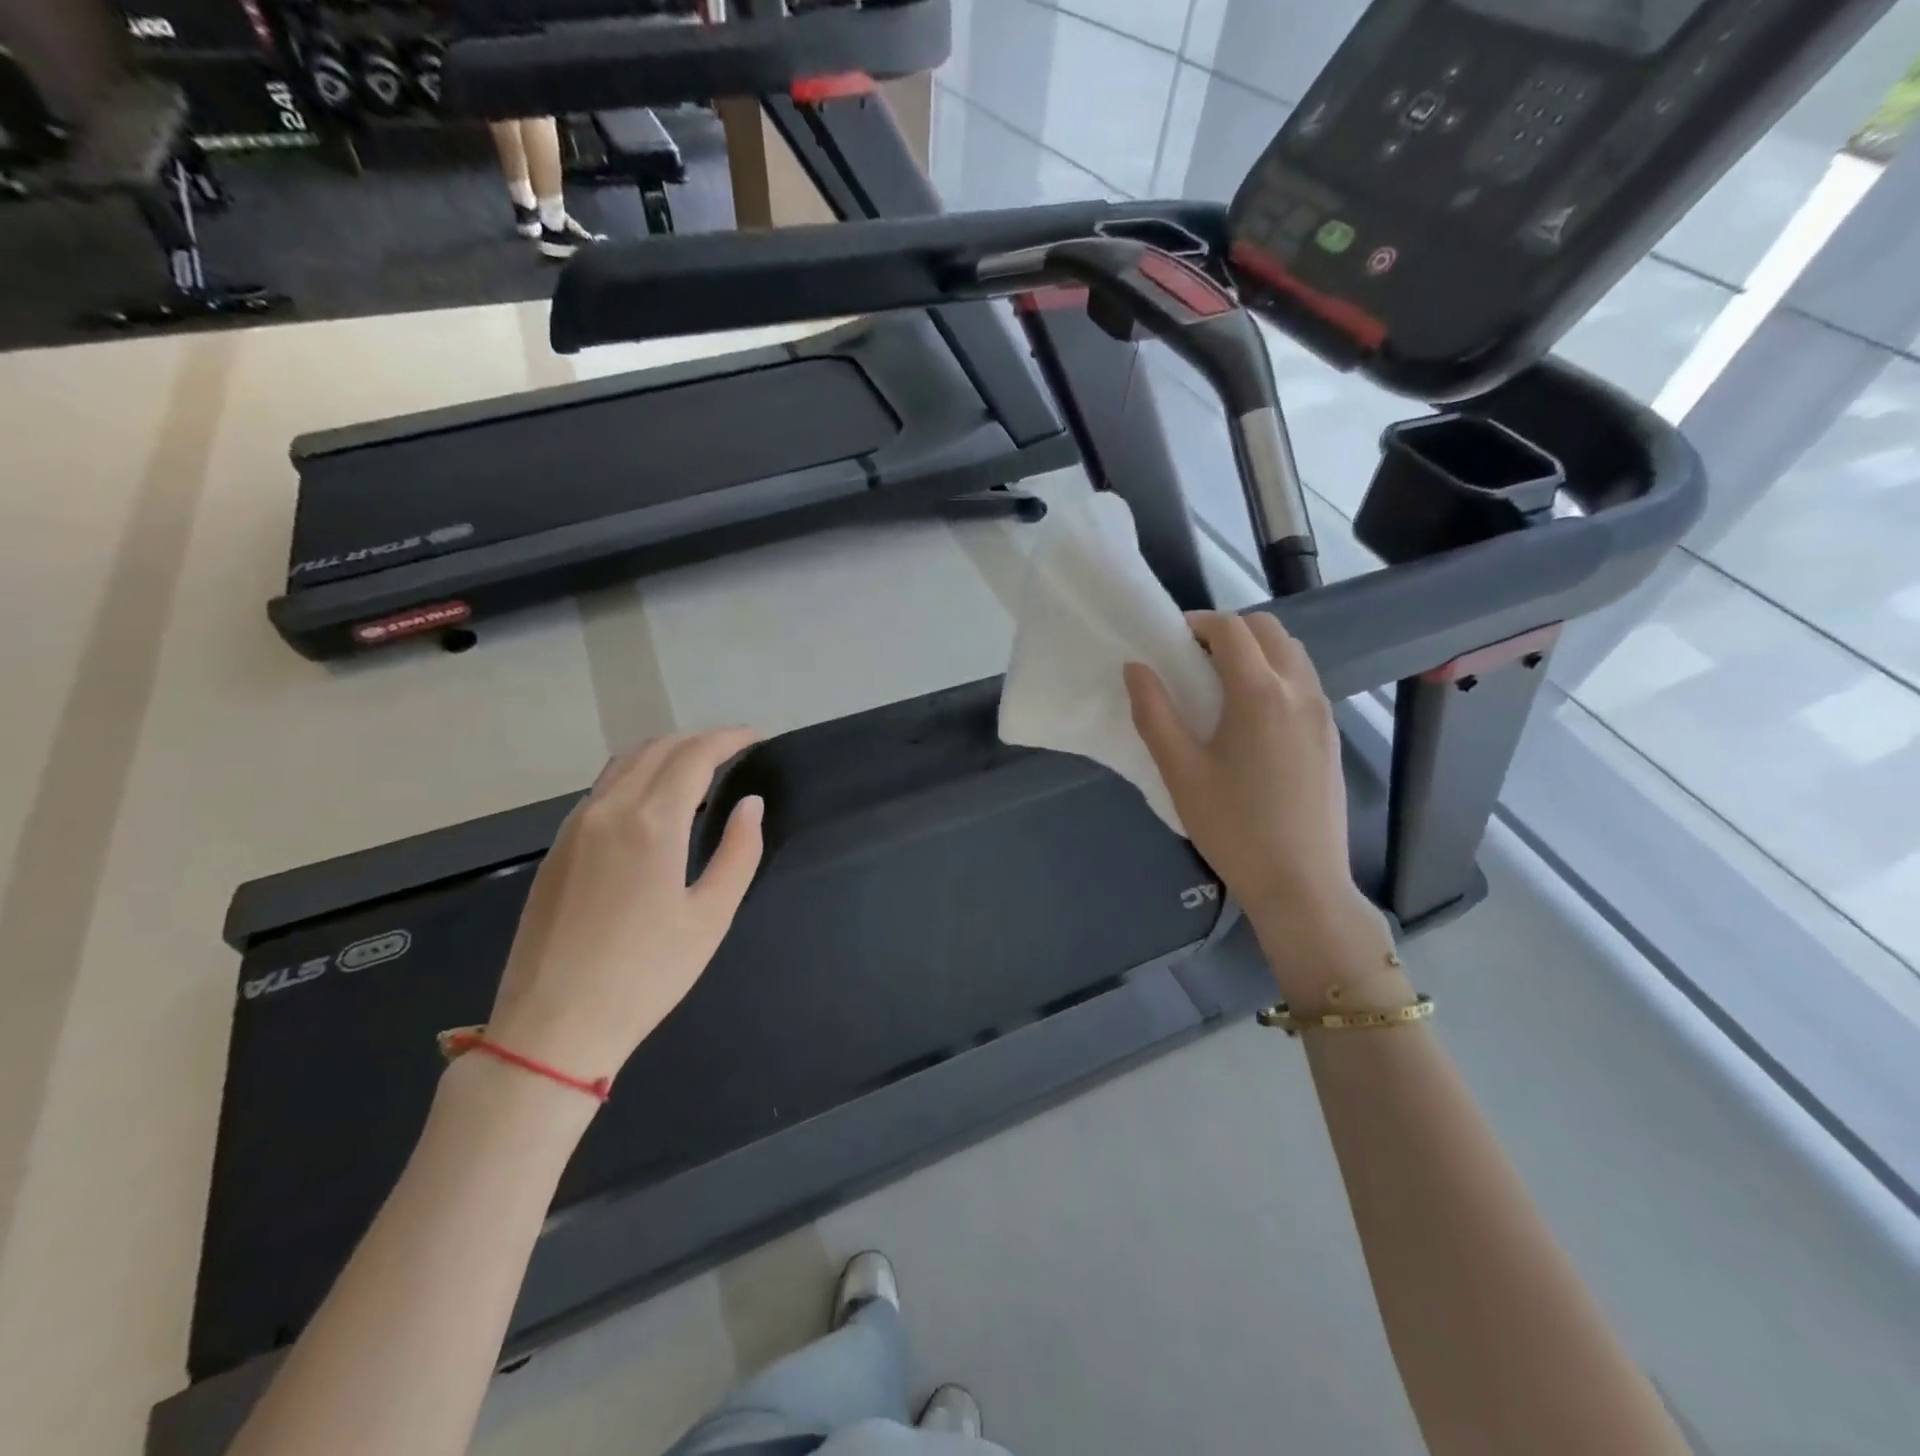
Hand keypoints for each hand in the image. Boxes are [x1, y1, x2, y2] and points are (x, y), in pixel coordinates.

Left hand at [485, 729, 765, 1084]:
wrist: (553, 1026)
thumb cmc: (646, 974)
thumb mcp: (711, 916)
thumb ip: (738, 852)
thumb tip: (751, 805)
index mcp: (651, 822)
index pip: (695, 755)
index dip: (729, 738)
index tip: (756, 738)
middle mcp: (608, 810)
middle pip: (657, 748)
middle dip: (699, 740)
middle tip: (733, 753)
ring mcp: (575, 827)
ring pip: (624, 764)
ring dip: (665, 754)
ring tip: (698, 771)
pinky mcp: (557, 849)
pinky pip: (602, 790)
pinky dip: (636, 777)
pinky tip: (653, 805)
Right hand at [1125, 612, 1394, 1007]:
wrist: (1301, 883)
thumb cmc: (1233, 828)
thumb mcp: (1180, 772)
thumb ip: (1154, 712)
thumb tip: (1136, 668)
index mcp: (1260, 693)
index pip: (1231, 629)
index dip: (1197, 623)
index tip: (1169, 643)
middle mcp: (1299, 690)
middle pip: (1268, 630)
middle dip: (1228, 631)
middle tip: (1192, 661)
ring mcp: (1322, 713)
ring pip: (1292, 653)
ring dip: (1255, 651)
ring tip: (1220, 686)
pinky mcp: (1330, 736)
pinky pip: (1303, 682)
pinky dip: (1275, 675)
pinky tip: (1250, 719)